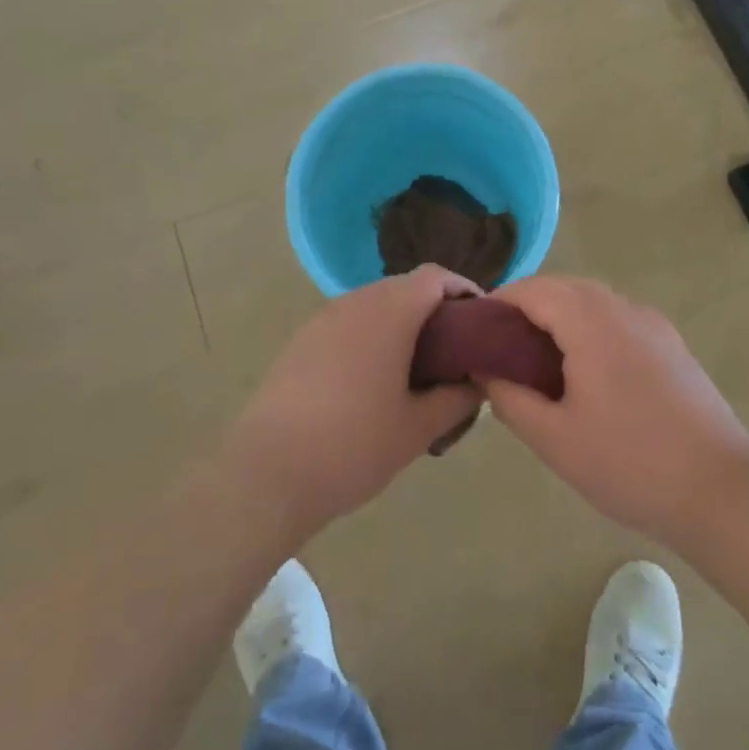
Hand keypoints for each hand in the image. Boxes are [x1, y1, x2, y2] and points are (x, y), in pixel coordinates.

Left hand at [226, 265, 482, 540]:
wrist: (267, 473)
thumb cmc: (354, 445)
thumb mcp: (419, 428)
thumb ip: (457, 398)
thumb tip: (478, 381)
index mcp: (391, 310)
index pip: (437, 276)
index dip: (464, 291)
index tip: (480, 323)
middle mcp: (357, 301)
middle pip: (406, 287)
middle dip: (435, 311)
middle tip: (454, 353)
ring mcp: (324, 318)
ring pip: (375, 306)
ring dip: (401, 325)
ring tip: (415, 371)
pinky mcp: (301, 341)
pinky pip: (348, 324)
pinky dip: (370, 338)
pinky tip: (371, 383)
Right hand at [484, 277, 748, 548]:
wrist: (721, 491)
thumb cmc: (630, 463)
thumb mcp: (555, 439)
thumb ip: (510, 399)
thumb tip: (486, 371)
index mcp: (591, 322)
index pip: (534, 289)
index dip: (499, 302)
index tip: (475, 328)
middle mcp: (623, 308)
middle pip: (564, 287)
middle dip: (528, 305)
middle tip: (501, 345)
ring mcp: (652, 323)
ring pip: (593, 300)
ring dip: (560, 314)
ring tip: (538, 357)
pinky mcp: (671, 343)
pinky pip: (618, 318)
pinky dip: (590, 326)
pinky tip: (585, 369)